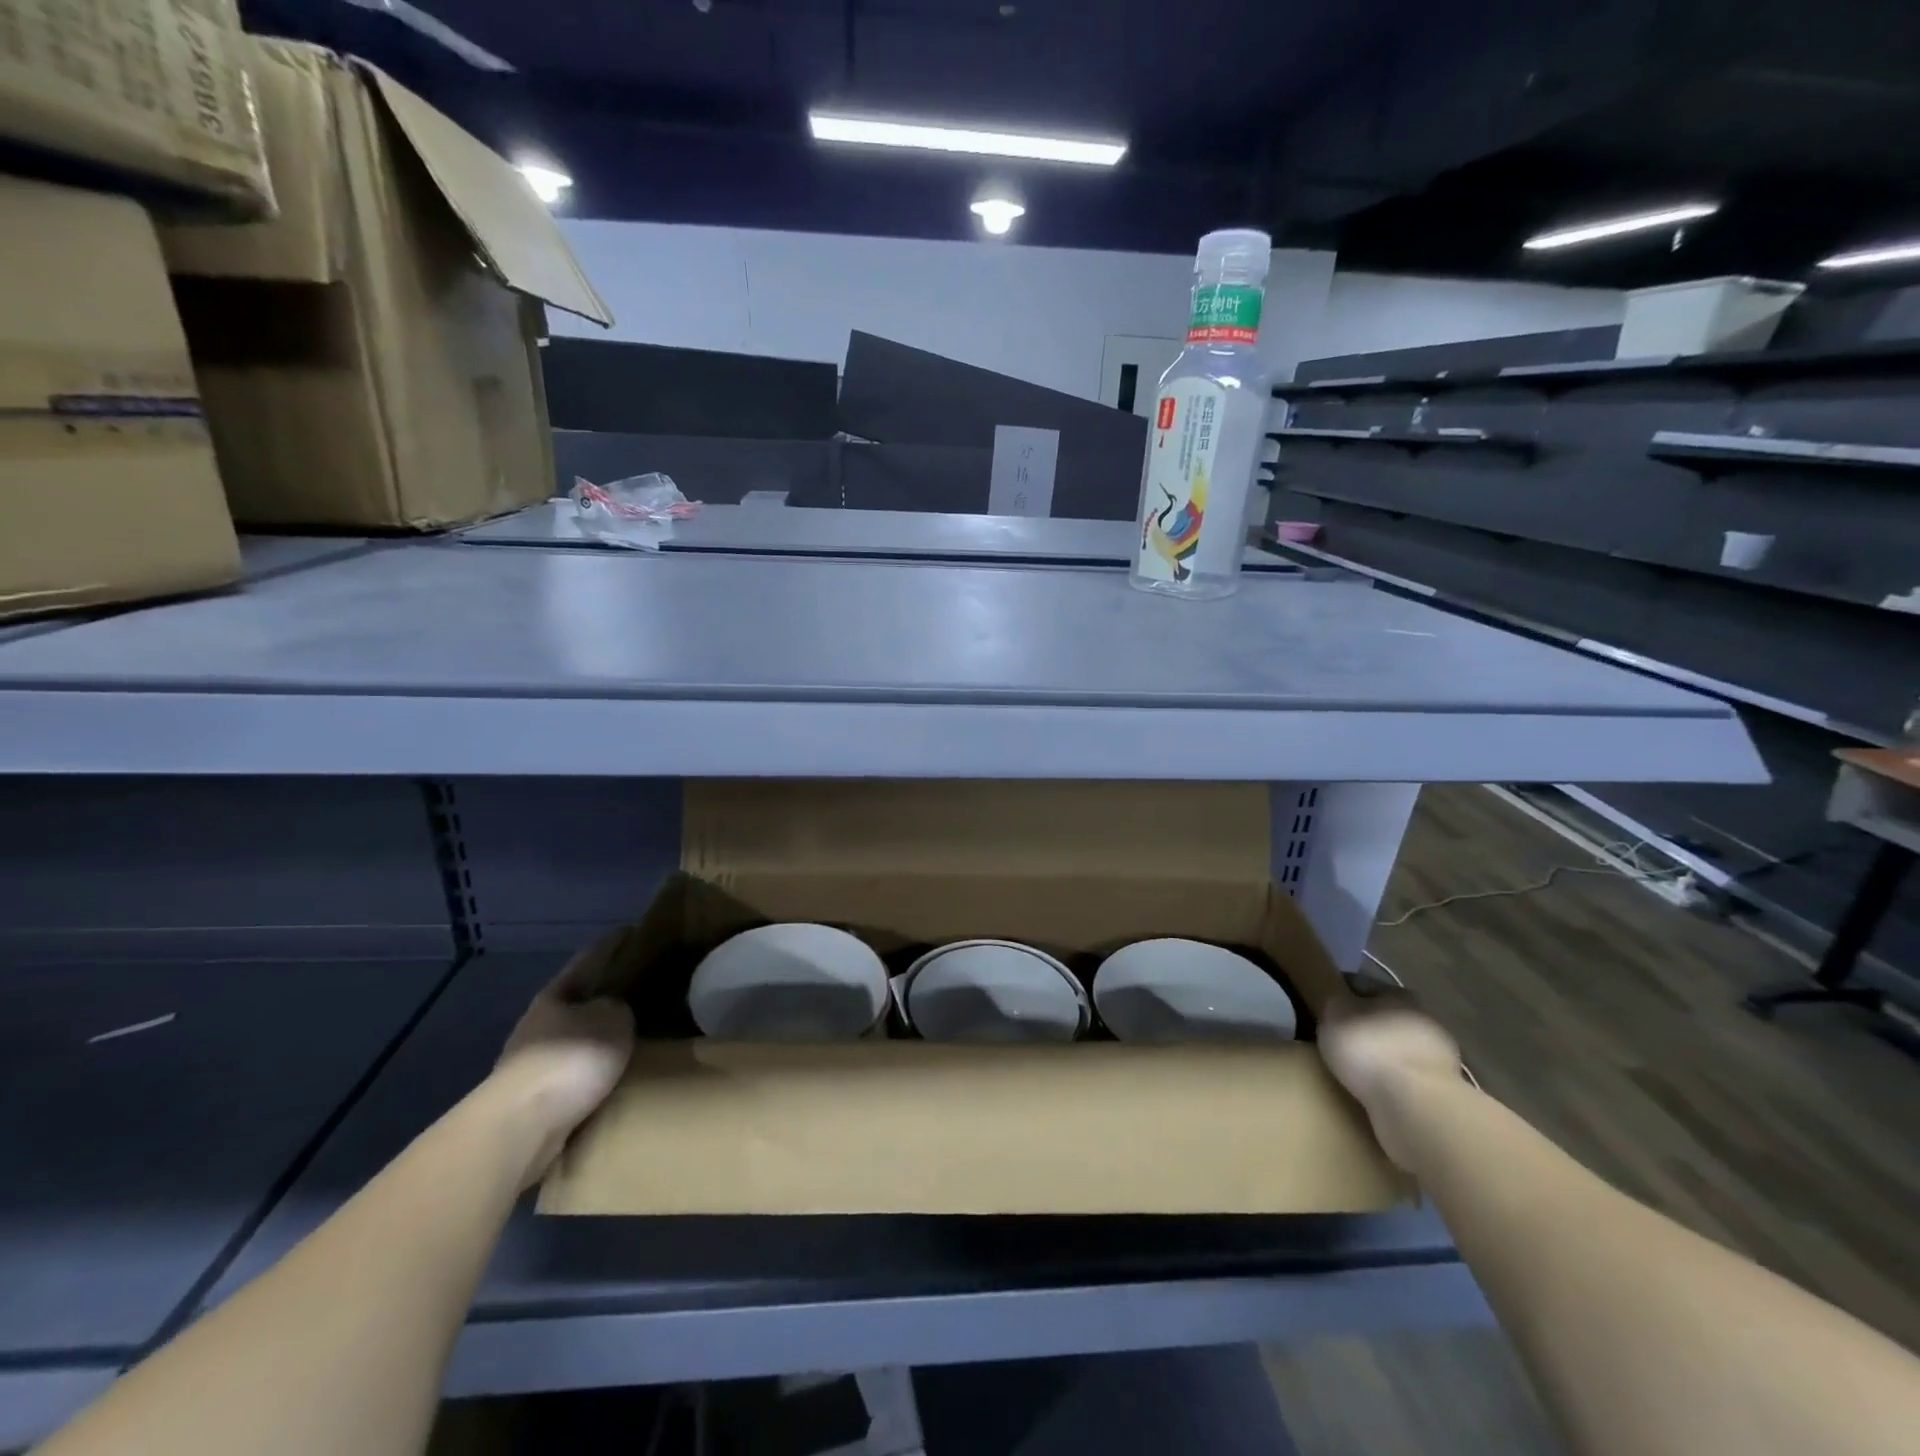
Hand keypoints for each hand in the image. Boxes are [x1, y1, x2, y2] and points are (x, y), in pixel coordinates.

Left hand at [489, 935, 635, 1186]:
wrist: (522, 1126)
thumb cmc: (571, 1058)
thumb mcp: (613, 1019)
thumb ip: (620, 1006)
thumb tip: (619, 1007)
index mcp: (557, 993)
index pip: (591, 957)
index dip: (614, 942)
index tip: (636, 930)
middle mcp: (541, 1020)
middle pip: (580, 996)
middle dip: (607, 990)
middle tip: (644, 985)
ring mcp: (533, 1059)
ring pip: (575, 1033)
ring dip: (598, 1031)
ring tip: (634, 1030)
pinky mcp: (535, 1095)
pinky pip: (574, 1067)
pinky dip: (593, 1063)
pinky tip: (613, 1066)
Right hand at [1319, 988, 1461, 1171]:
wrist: (1415, 1106)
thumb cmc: (1370, 1048)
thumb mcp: (1334, 1012)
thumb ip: (1334, 999)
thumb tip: (1337, 998)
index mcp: (1400, 993)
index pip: (1362, 984)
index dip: (1340, 992)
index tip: (1322, 1006)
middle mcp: (1424, 1020)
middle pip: (1384, 1017)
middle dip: (1363, 1026)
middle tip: (1335, 1040)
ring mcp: (1438, 1059)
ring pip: (1397, 1050)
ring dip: (1380, 1057)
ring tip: (1351, 1070)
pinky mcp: (1443, 1094)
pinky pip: (1406, 1080)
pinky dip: (1390, 1083)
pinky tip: (1371, 1091)